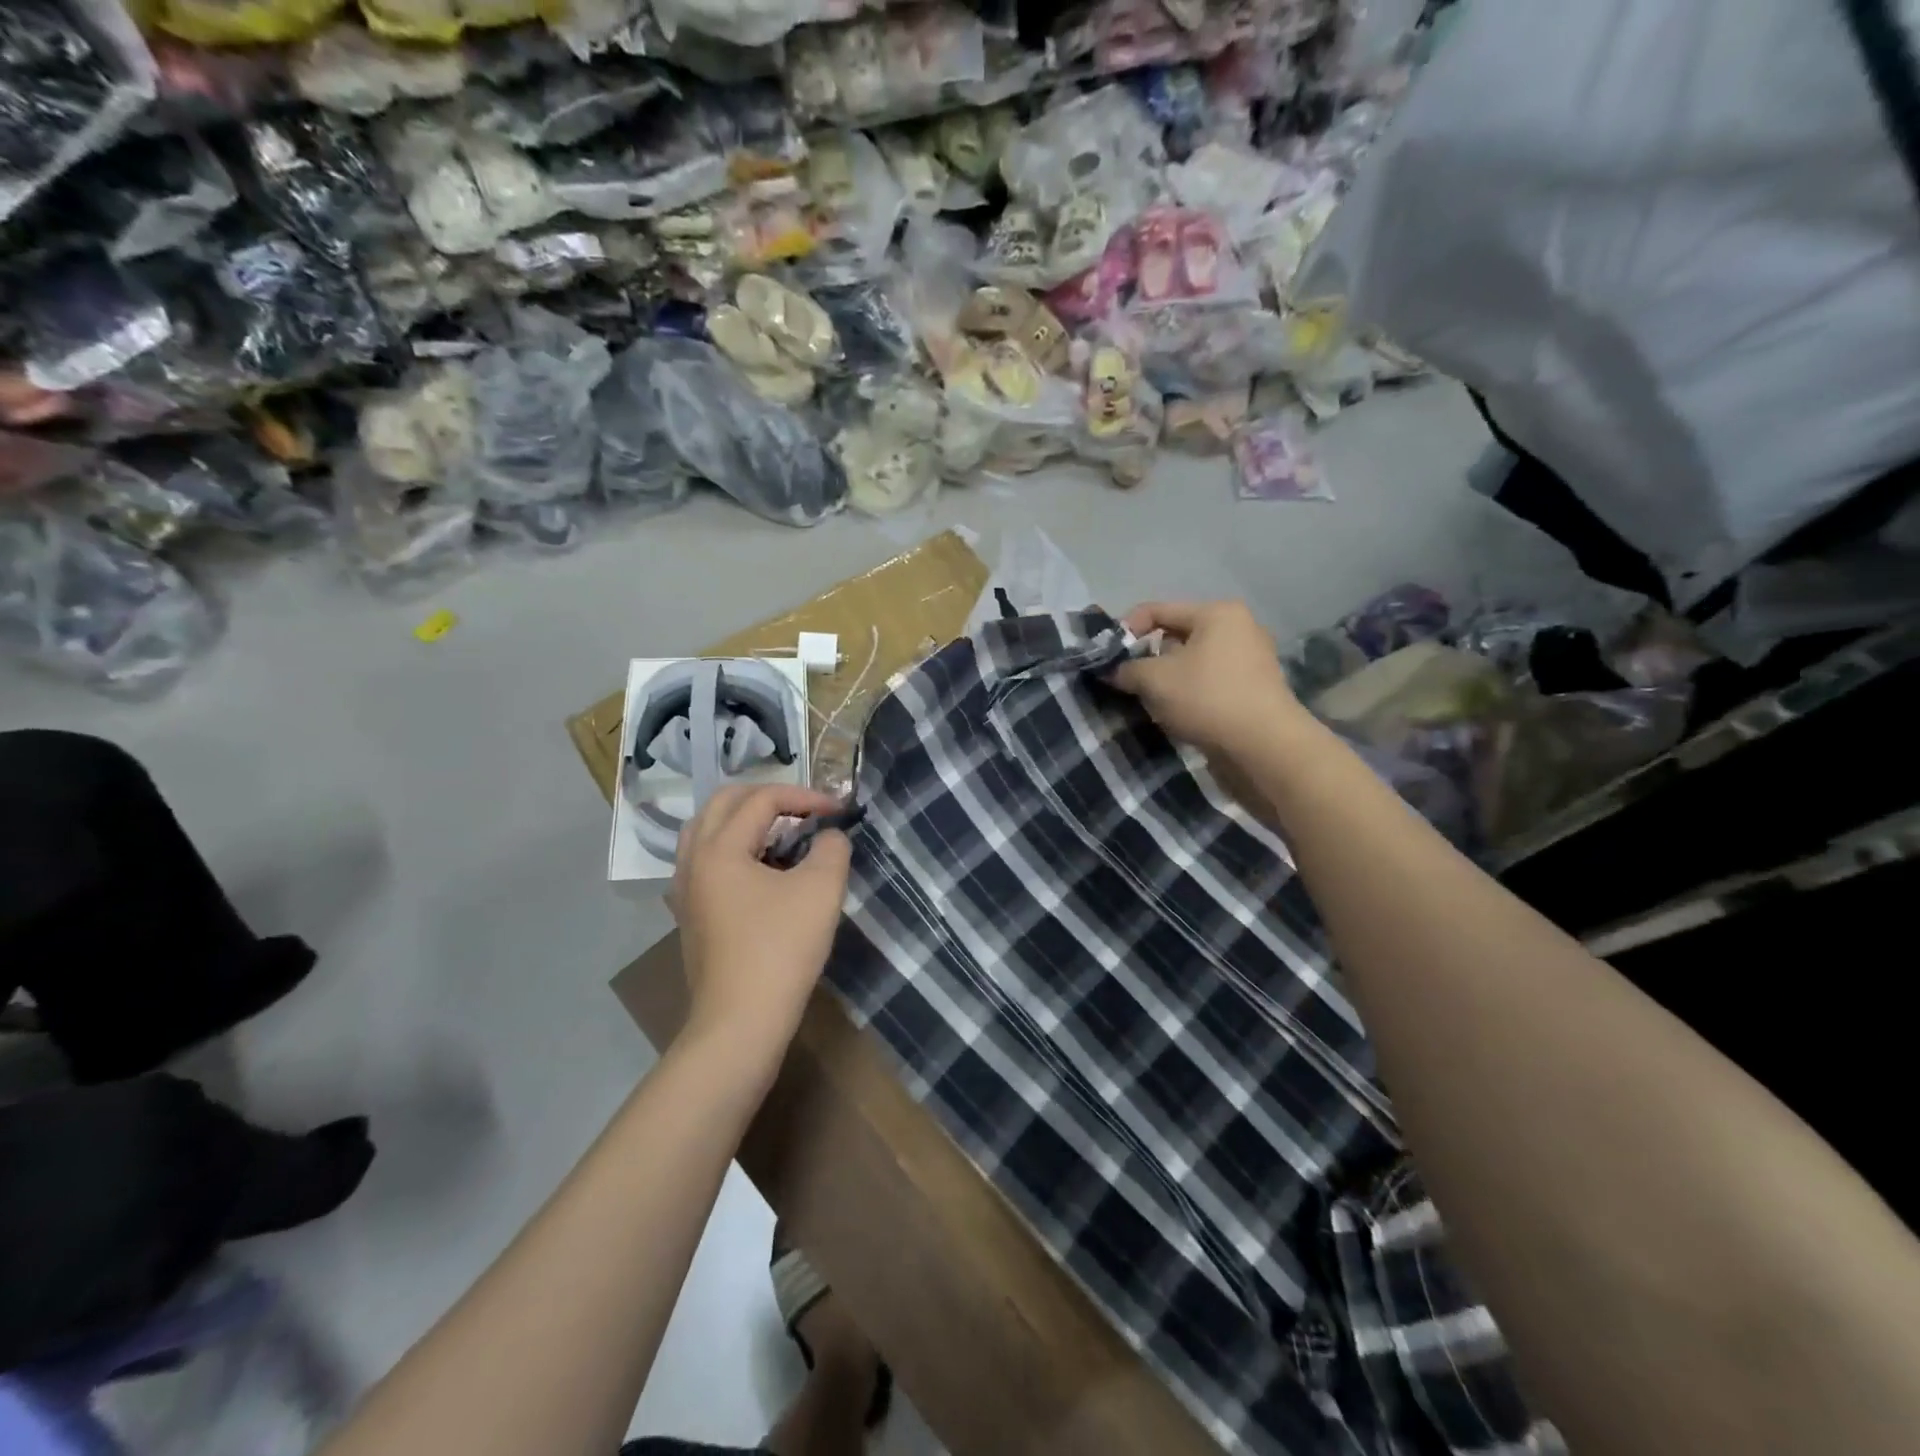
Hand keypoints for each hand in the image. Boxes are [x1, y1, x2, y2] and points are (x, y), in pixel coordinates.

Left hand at [669, 785, 852, 1052]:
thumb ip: (832, 848)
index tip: (839, 811)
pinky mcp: (692, 915)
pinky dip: (736, 849)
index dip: (805, 796)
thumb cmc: (781, 949)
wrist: (741, 1022)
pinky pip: (708, 861)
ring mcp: (686, 890)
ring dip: (746, 821)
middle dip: (768, 797)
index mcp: (720, 848)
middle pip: (724, 803)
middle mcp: (694, 860)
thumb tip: (829, 837)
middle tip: (804, 810)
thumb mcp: (821, 890)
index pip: (762, 798)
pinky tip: (763, 872)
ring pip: (709, 831)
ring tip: (782, 834)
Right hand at [1110, 600, 1303, 759]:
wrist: (1264, 747)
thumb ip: (1126, 669)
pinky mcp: (1253, 690)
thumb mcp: (1155, 680)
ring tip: (1147, 699)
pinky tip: (1174, 713)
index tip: (1107, 657)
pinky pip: (1208, 682)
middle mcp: (1238, 628)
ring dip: (1166, 678)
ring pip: (1192, 662)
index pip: (1158, 610)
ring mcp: (1250, 660)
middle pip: (1176, 635)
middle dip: (1147, 657)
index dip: (1126, 630)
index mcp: (1217, 613)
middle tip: (1125, 680)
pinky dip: (1187, 692)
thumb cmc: (1207, 698)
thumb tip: (1110, 670)